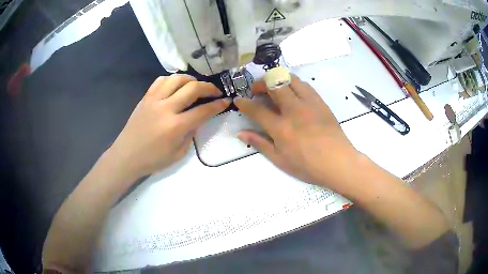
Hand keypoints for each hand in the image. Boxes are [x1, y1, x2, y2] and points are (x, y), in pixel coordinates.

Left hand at [109, 74, 229, 178]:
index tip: (226, 101)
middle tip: (215, 91)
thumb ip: (191, 135)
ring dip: (191, 79)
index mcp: (176, 126)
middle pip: (192, 88)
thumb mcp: (178, 154)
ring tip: (196, 85)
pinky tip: (176, 86)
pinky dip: (172, 79)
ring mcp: (154, 100)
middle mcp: (166, 108)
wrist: (127, 156)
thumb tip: (197, 120)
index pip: (203, 111)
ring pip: (177, 79)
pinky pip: (160, 80)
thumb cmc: (153, 159)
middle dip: (209, 87)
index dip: (218, 105)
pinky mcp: (145, 97)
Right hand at [234, 75, 358, 190]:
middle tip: (256, 90)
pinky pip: (304, 85)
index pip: (257, 109)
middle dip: (260, 83)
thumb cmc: (308, 166)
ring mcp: (309, 103)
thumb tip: (240, 133)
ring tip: (273, 88)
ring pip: (290, 79)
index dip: (244, 103)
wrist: (338, 162)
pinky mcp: (320, 102)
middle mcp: (293, 110)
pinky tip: (292, 93)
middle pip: (273, 85)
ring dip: (277, 79)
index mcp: (281, 128)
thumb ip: (260, 143)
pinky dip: (293, 84)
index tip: (238, 99)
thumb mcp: (280, 159)